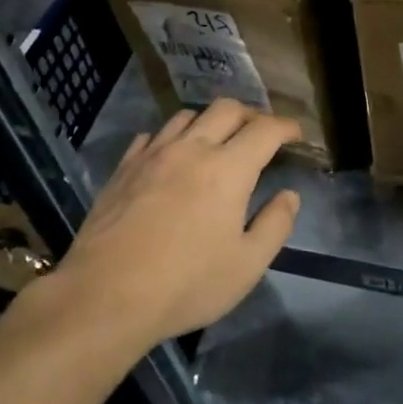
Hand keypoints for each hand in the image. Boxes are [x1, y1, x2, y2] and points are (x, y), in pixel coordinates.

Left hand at [51, 99, 301, 349]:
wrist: (106, 295)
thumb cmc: (186, 284)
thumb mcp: (246, 266)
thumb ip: (275, 226)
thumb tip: (289, 195)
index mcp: (228, 169)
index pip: (265, 130)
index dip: (286, 127)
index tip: (296, 134)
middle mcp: (193, 148)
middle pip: (227, 109)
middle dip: (250, 114)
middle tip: (259, 133)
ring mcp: (154, 154)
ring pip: (187, 115)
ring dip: (209, 121)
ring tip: (215, 140)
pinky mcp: (125, 167)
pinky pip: (152, 135)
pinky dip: (171, 137)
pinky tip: (170, 156)